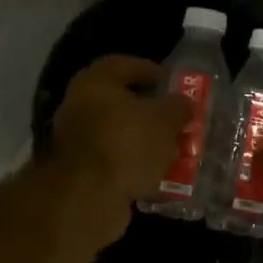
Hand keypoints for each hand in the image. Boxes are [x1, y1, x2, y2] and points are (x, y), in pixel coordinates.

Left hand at [47, 55, 192, 246]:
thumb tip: (184, 103)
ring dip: (146, 144)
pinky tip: (160, 179)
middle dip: (151, 113)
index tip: (172, 82)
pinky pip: (116, 165)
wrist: (88, 197)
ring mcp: (77, 143)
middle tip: (177, 121)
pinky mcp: (82, 174)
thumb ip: (178, 107)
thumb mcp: (165, 120)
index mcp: (95, 83)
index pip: (124, 65)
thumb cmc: (127, 143)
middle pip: (121, 104)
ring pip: (119, 137)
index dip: (150, 70)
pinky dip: (136, 170)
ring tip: (174, 151)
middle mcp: (80, 107)